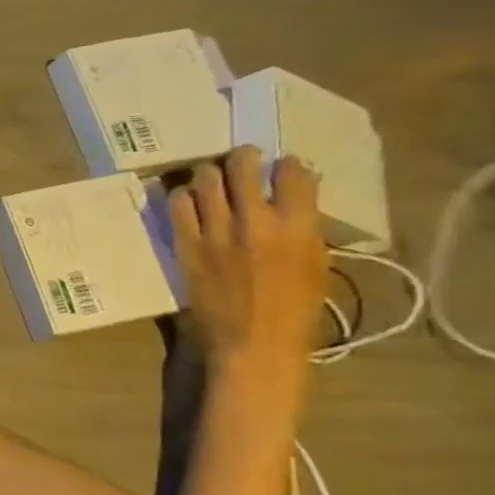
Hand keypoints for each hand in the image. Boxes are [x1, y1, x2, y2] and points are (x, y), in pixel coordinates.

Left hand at [171, 146, 326, 379]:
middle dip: (242, 157)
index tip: (281, 163)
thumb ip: (304, 228)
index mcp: (299, 227)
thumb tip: (295, 200)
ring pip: (206, 182)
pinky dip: (181, 196)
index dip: (288, 164)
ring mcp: (217, 231)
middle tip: (240, 156)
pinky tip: (185, 197)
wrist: (252, 338)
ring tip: (210, 174)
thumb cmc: (294, 307)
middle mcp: (256, 222)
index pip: (295, 176)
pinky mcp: (186, 244)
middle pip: (243, 170)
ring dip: (208, 173)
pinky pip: (178, 207)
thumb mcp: (315, 262)